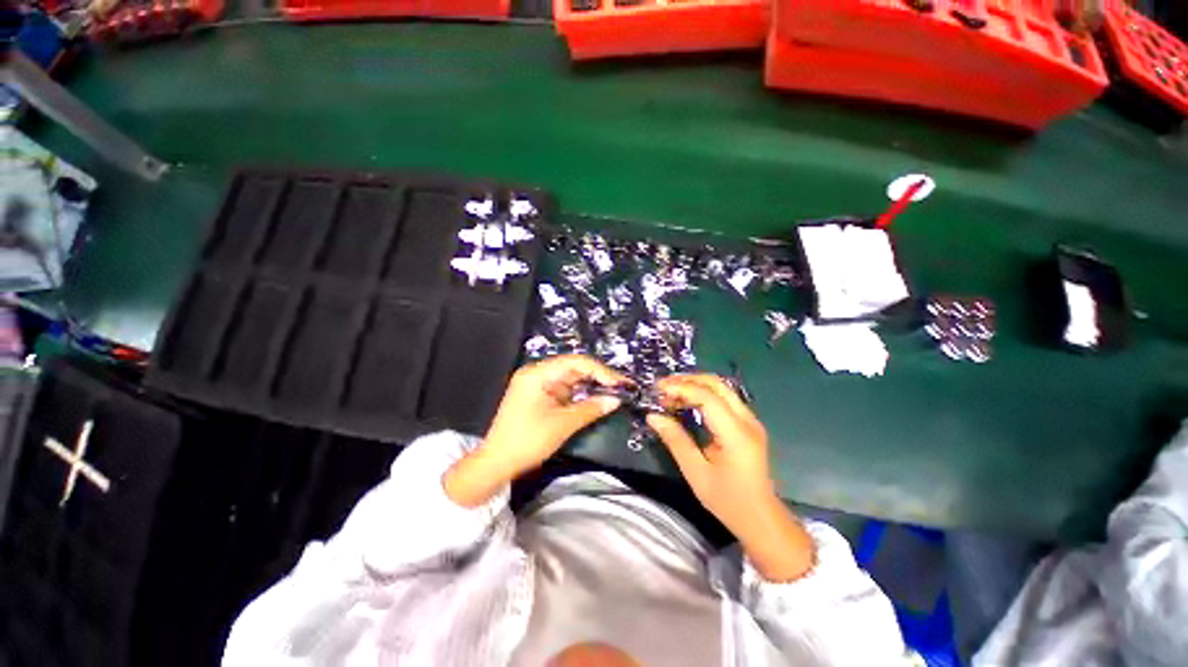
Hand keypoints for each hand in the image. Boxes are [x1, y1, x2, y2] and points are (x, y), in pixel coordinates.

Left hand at [444, 356, 626, 506]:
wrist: (497, 463)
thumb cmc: (527, 441)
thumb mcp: (562, 425)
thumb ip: (590, 408)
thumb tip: (615, 400)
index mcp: (538, 374)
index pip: (575, 362)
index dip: (599, 370)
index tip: (619, 383)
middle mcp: (537, 373)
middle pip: (573, 368)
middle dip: (597, 377)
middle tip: (620, 387)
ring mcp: (537, 384)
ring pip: (570, 378)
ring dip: (590, 385)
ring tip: (612, 391)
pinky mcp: (539, 395)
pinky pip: (564, 389)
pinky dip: (580, 394)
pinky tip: (595, 398)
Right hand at [648, 375, 814, 580]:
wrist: (761, 519)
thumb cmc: (728, 500)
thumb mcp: (696, 473)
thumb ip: (675, 440)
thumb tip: (653, 416)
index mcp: (736, 433)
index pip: (708, 397)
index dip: (681, 388)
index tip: (658, 390)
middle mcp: (747, 420)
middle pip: (717, 384)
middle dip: (688, 380)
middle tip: (662, 387)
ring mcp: (750, 420)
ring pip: (721, 388)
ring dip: (695, 385)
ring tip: (670, 393)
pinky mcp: (748, 424)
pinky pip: (724, 399)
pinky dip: (703, 394)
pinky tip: (687, 402)